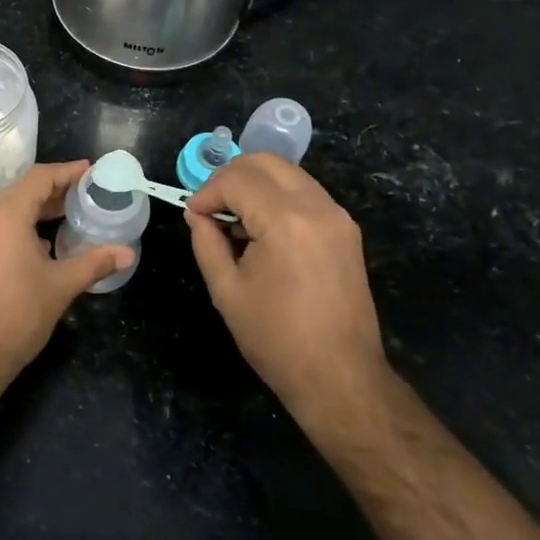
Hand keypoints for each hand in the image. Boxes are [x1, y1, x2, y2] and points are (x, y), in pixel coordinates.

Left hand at [0, 161, 131, 384]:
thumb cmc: (17, 315)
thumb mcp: (61, 286)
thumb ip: (94, 263)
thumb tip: (128, 253)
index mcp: (5, 214)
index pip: (40, 178)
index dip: (67, 172)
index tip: (92, 171)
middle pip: (23, 191)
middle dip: (56, 191)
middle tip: (88, 195)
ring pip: (9, 210)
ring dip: (39, 210)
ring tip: (71, 217)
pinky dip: (22, 226)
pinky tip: (44, 244)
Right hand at [185, 154, 385, 420]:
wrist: (340, 377)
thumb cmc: (276, 338)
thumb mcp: (227, 290)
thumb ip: (207, 242)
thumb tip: (197, 214)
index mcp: (286, 221)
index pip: (237, 180)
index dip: (207, 192)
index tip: (193, 215)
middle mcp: (317, 207)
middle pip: (266, 162)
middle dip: (231, 176)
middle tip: (210, 207)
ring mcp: (337, 216)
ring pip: (288, 173)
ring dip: (255, 184)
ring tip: (234, 219)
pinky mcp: (346, 230)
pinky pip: (305, 193)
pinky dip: (278, 197)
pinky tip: (261, 229)